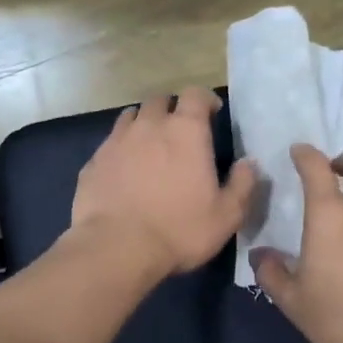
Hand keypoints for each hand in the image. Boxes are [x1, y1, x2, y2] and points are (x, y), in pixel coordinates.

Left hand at [71, 87, 255, 278]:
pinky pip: (109, 144)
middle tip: (179, 130)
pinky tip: (123, 171)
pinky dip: (120, 149)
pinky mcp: (93, 162)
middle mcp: (149, 126)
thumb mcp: (227, 215)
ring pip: (131, 117)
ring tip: (149, 145)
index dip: (204, 99)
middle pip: (160, 100)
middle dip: (171, 109)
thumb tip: (249, 163)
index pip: (195, 94)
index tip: (211, 112)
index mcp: (186, 131)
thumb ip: (242, 184)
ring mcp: (116, 141)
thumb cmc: (180, 230)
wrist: (117, 248)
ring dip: (143, 124)